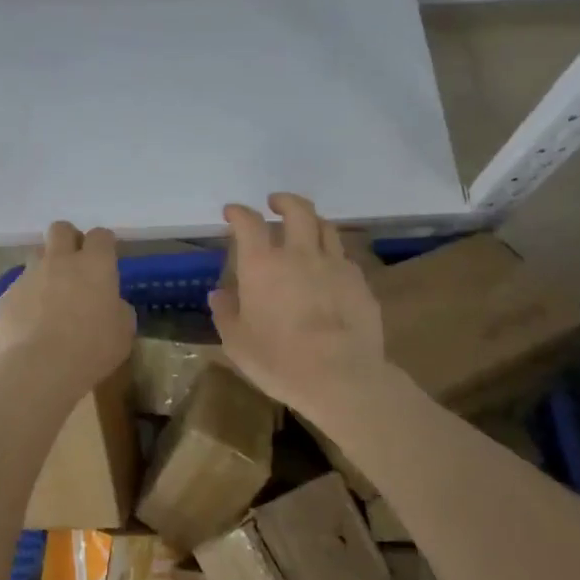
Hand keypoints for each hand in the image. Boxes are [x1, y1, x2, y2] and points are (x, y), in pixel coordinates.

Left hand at [0, 221, 134, 392]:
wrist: (40, 368)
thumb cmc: (91, 349)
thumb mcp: (123, 331)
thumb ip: (118, 308)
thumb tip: (110, 303)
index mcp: (94, 264)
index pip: (100, 235)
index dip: (103, 244)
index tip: (105, 258)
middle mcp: (59, 261)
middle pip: (60, 229)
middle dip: (68, 239)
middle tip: (74, 263)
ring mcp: (29, 276)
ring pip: (36, 256)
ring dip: (45, 268)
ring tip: (50, 296)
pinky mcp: (7, 296)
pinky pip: (18, 288)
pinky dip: (26, 299)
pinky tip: (30, 324)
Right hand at [209, 194, 391, 419]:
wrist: (342, 378)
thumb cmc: (279, 360)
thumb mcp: (237, 342)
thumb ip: (226, 313)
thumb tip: (219, 294)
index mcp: (262, 265)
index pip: (249, 223)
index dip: (239, 212)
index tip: (232, 212)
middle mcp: (299, 254)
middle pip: (297, 210)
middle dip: (284, 201)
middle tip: (276, 203)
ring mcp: (335, 266)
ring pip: (326, 228)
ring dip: (312, 222)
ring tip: (306, 229)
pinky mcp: (360, 284)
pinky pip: (345, 257)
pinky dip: (333, 255)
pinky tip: (330, 270)